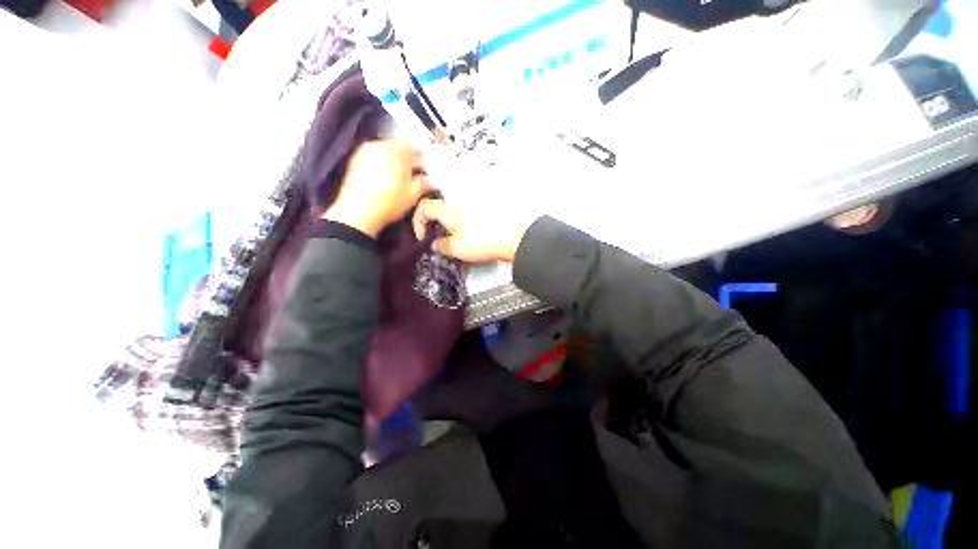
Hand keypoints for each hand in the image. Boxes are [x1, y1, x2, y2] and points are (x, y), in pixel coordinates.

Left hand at [322, 140, 432, 237]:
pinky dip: (382, 166)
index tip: (426, 168)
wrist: (358, 212)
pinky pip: (374, 159)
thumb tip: (432, 181)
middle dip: (408, 160)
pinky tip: (387, 181)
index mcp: (396, 149)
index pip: (413, 146)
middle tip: (415, 174)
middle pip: (398, 148)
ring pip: (386, 153)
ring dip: (395, 163)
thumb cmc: (389, 201)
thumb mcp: (413, 194)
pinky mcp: (355, 162)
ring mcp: (365, 152)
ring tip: (401, 179)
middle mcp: (379, 145)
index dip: (421, 158)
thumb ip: (424, 183)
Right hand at [412, 199, 527, 262]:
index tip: (423, 238)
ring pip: (451, 209)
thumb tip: (435, 244)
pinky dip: (459, 222)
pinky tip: (464, 234)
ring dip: (446, 222)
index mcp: (447, 209)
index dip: (418, 222)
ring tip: (449, 237)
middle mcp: (458, 202)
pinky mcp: (483, 210)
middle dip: (431, 220)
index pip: (424, 207)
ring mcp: (471, 204)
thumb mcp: (456, 248)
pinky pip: (464, 213)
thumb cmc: (481, 241)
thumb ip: (442, 245)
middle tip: (434, 235)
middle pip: (437, 205)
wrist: (511, 238)